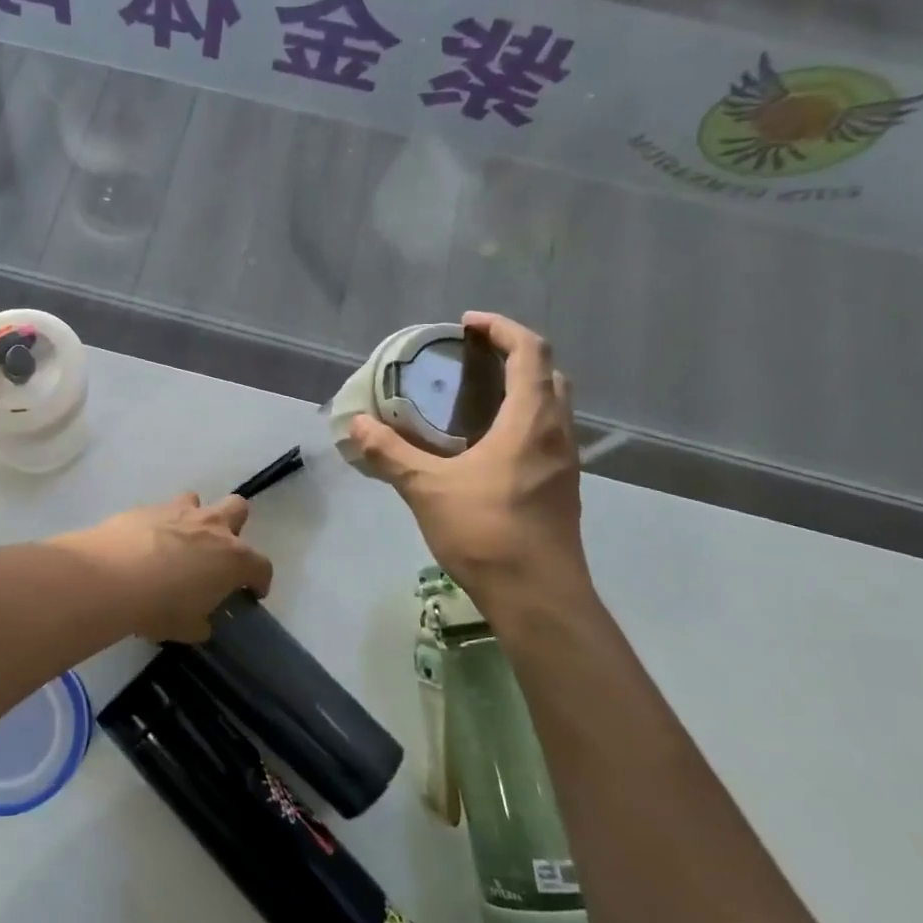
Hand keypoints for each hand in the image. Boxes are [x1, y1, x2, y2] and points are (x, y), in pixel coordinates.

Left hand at [56, 494, 272, 644]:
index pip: (261, 566)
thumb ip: (201, 622)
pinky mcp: (147, 507)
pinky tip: (145, 545)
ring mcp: (180, 512)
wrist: (110, 576)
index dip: (259, 581)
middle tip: (217, 554)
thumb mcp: (187, 628)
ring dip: (194, 519)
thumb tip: (202, 621)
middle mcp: (213, 526)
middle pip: (238, 509)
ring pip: (199, 501)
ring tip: (179, 543)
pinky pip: (162, 510)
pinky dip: (160, 525)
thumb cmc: (159, 607)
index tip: (252, 592)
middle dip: (234, 527)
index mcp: (233, 558)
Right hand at [346, 312, 593, 624]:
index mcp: (532, 422)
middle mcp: (558, 434)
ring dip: (522, 389)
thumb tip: (357, 426)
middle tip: (474, 358)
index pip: (530, 352)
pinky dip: (523, 421)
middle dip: (516, 355)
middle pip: (549, 374)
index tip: (468, 325)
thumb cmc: (487, 532)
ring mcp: (565, 464)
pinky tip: (487, 445)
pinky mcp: (562, 489)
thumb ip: (391, 453)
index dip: (502, 329)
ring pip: (552, 407)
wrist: (538, 597)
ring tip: (477, 396)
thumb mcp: (427, 489)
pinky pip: (548, 435)